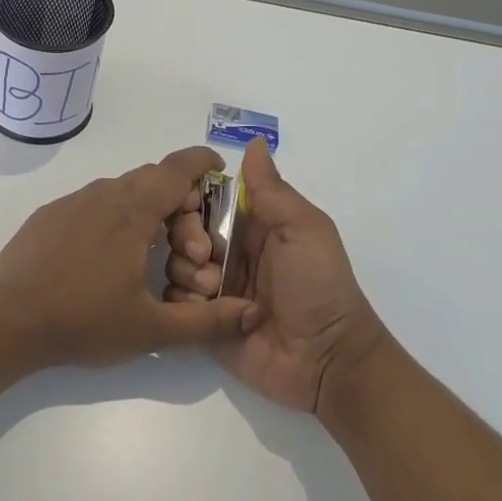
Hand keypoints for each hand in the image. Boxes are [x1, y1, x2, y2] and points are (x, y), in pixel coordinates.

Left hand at [0, 146, 257, 368]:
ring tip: (149, 257)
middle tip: (188, 250)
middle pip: (153, 180)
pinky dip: (113, 218)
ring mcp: (72, 202)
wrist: (8, 321)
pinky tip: (106, 259)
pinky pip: (92, 204)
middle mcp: (104, 195)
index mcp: (133, 211)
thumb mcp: (151, 330)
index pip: (176, 168)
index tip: (217, 171)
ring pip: (121, 191)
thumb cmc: (84, 321)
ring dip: (145, 212)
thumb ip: (206, 322)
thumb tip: (249, 313)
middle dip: (179, 204)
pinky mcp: (49, 215)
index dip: (201, 163)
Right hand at [164, 138, 383, 413]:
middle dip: (185, 236)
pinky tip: (205, 308)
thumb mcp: (303, 228)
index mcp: (250, 223)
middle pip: (182, 228)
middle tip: (206, 255)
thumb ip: (272, 189)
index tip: (192, 205)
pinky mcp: (204, 322)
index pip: (205, 197)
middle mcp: (227, 250)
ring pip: (174, 263)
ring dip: (187, 271)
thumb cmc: (319, 284)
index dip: (191, 197)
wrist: (328, 358)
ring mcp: (215, 287)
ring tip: (215, 289)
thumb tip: (255, 142)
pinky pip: (175, 303)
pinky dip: (183, 302)